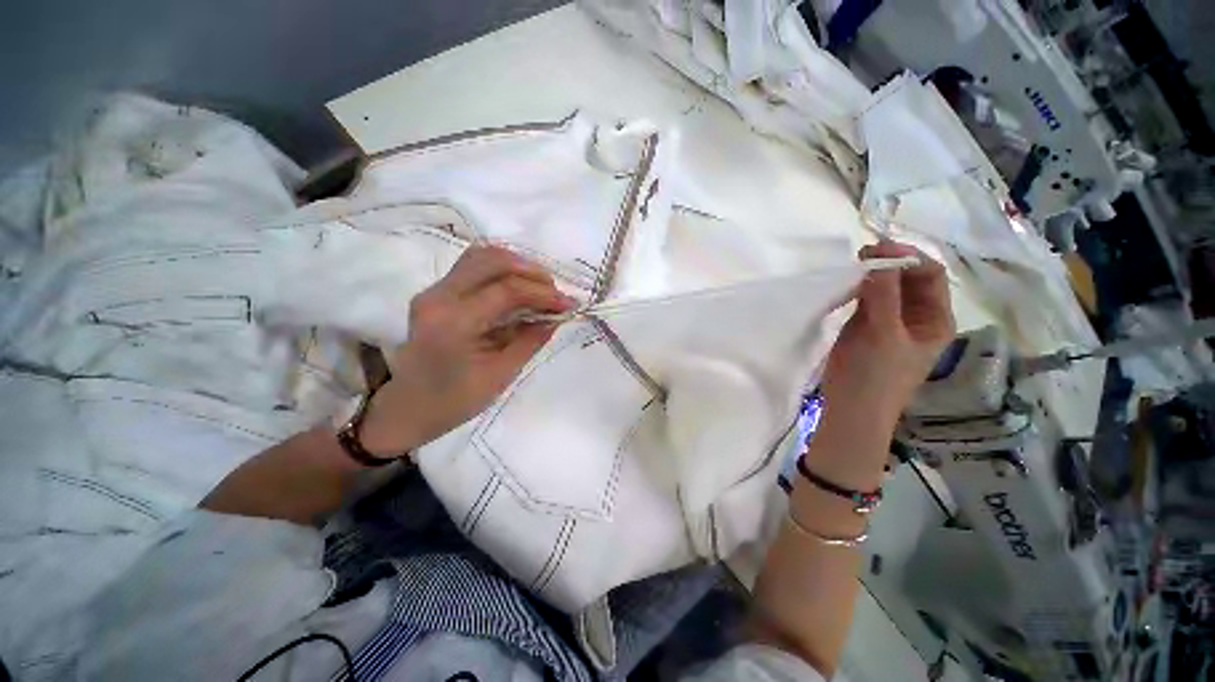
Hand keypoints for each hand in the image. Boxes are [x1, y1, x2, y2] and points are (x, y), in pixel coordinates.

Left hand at [359, 246, 574, 455]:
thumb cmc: (456, 400)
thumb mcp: (502, 374)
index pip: (507, 290)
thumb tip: (558, 315)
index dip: (543, 293)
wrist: (409, 407)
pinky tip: (518, 286)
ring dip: (517, 266)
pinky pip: (473, 266)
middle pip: (493, 260)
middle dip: (532, 272)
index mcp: (453, 322)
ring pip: (481, 255)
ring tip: (540, 287)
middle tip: (555, 292)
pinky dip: (501, 270)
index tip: (569, 304)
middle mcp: (439, 296)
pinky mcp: (437, 291)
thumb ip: (531, 339)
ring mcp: (434, 290)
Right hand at [820, 240, 954, 428]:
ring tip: (852, 267)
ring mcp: (891, 321)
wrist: (851, 408)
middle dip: (889, 262)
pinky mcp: (867, 327)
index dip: (907, 257)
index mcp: (935, 318)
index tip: (877, 249)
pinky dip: (859, 288)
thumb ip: (882, 295)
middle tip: (861, 255)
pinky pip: (868, 299)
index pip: (929, 274)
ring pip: (887, 287)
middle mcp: (917, 316)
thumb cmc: (874, 375)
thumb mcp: (882, 334)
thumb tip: (879, 256)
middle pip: (909, 278)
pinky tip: (847, 285)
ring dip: (873, 274)